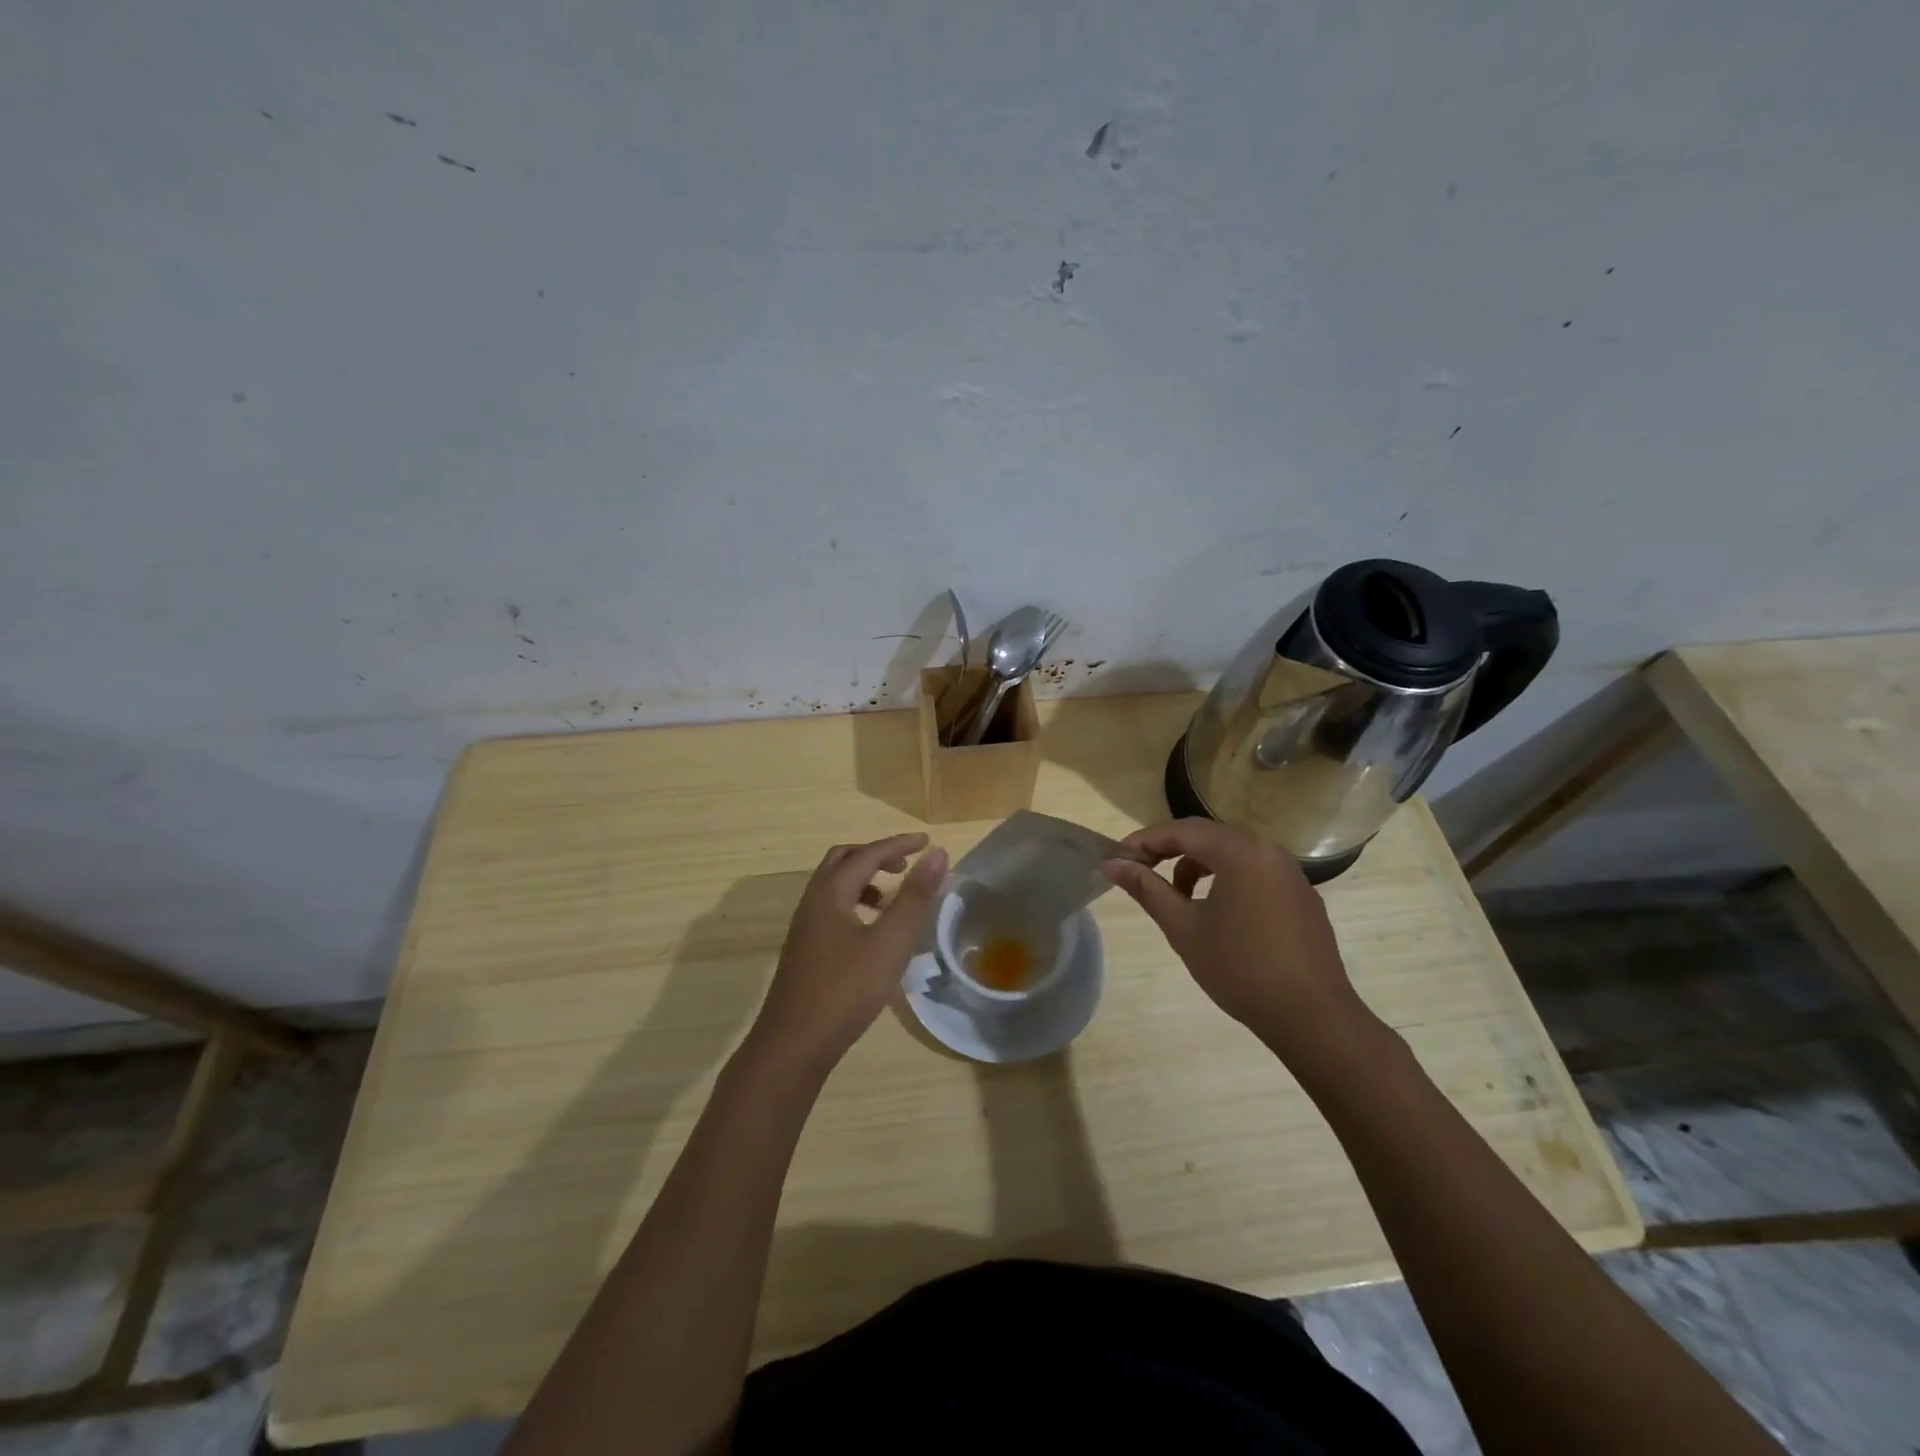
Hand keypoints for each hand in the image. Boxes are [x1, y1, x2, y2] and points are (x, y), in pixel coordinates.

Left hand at [748, 833, 947, 1071]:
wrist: (793, 1045)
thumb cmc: (845, 990)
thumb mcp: (890, 943)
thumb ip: (914, 897)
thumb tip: (937, 854)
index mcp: (830, 893)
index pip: (867, 853)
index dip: (898, 844)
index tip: (927, 842)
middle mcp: (812, 902)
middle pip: (842, 861)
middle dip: (875, 856)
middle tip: (905, 865)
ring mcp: (805, 928)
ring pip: (834, 887)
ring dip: (864, 881)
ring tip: (892, 898)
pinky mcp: (805, 951)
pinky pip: (832, 910)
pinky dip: (855, 904)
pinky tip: (872, 933)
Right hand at [1102, 818, 1365, 1054]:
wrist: (1313, 1017)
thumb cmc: (1240, 969)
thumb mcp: (1184, 928)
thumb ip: (1147, 889)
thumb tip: (1112, 864)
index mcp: (1240, 852)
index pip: (1181, 830)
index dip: (1144, 841)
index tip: (1117, 860)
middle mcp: (1268, 851)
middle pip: (1207, 836)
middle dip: (1169, 851)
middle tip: (1139, 873)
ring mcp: (1290, 873)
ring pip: (1232, 854)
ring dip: (1197, 866)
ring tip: (1177, 899)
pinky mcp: (1301, 896)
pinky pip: (1254, 872)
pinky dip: (1226, 879)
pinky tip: (1217, 915)